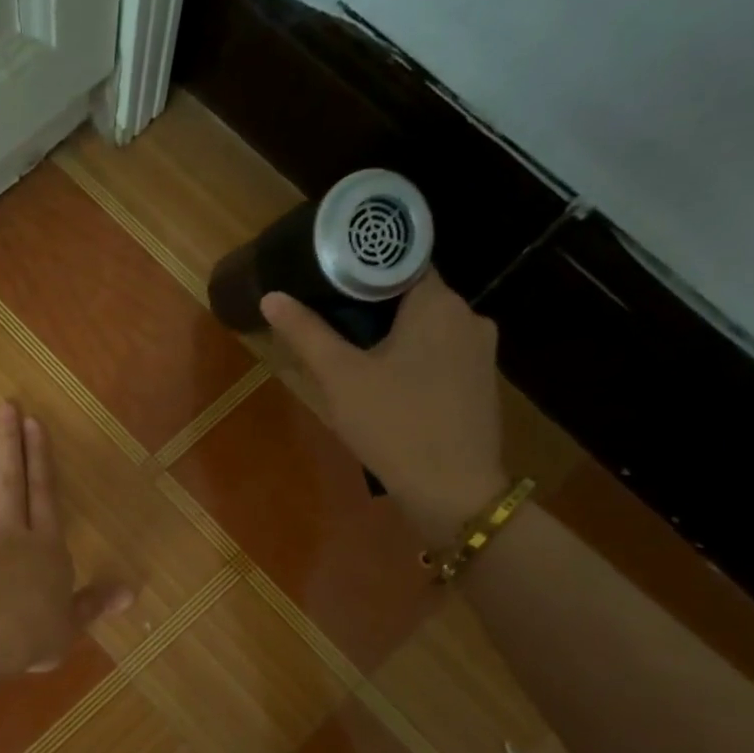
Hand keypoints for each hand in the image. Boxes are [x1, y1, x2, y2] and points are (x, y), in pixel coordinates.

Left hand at [0, 402, 132, 684]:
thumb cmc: (37, 635)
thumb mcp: (73, 623)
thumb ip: (97, 601)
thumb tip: (132, 591)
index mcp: (47, 548)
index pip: (44, 494)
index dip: (40, 458)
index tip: (35, 423)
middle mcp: (14, 537)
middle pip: (12, 484)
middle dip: (11, 444)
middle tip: (6, 406)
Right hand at [262, 272, 507, 542]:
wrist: (453, 491)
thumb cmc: (394, 425)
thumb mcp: (340, 378)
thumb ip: (306, 333)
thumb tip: (272, 296)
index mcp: (438, 304)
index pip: (401, 262)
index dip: (363, 269)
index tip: (329, 281)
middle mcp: (469, 317)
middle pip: (413, 295)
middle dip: (373, 306)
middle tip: (330, 322)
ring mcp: (481, 353)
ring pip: (428, 327)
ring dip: (394, 335)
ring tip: (353, 355)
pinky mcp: (481, 384)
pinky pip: (441, 355)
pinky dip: (414, 359)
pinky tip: (388, 385)